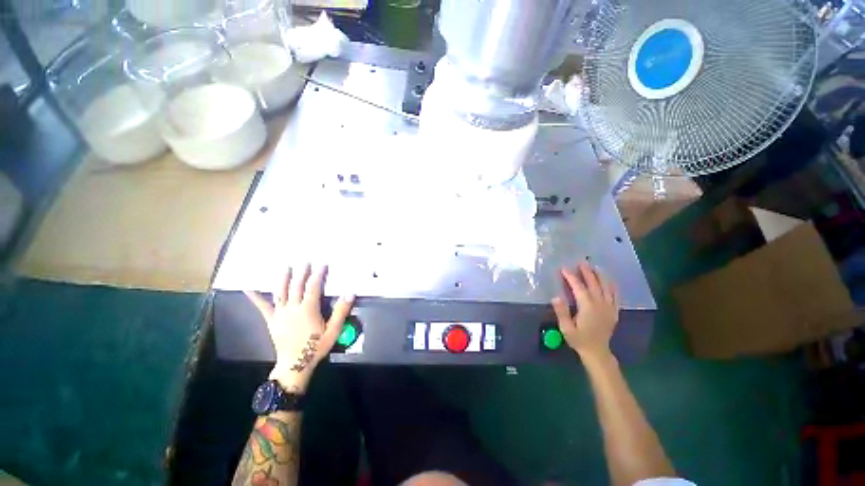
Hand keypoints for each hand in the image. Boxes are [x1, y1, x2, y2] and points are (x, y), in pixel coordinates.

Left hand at [245, 264, 354, 392]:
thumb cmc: (316, 347)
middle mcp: (293, 308)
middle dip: (302, 272)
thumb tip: (350, 293)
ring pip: (281, 292)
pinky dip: (256, 297)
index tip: (322, 264)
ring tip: (286, 267)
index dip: (318, 274)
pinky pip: (263, 307)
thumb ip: (341, 311)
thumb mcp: (333, 330)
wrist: (295, 365)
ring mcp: (280, 314)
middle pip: (297, 286)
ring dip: (284, 278)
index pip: (313, 287)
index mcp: (308, 309)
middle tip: (305, 261)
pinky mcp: (272, 320)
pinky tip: (248, 288)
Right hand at [551, 262, 619, 359]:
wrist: (597, 351)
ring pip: (606, 287)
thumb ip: (561, 312)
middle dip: (587, 272)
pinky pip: (616, 295)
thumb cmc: (579, 339)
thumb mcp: (566, 328)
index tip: (564, 268)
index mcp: (587, 307)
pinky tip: (609, 280)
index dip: (571, 277)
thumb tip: (556, 296)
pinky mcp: (614, 311)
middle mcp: (600, 304)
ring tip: (594, 267)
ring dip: (600, 276)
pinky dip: (612, 286)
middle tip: (581, 262)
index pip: (578, 287)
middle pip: (594, 284)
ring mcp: (609, 307)